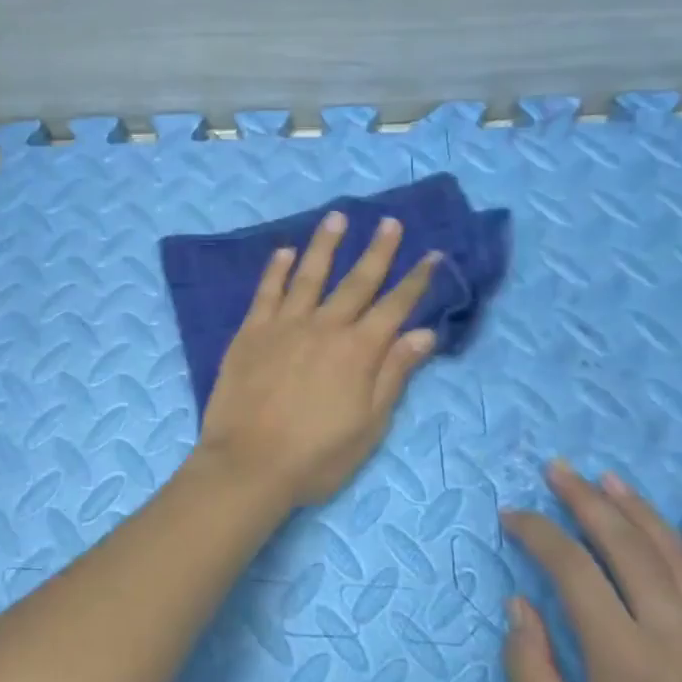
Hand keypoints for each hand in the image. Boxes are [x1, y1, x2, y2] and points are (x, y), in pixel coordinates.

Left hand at [197, 212, 439, 510]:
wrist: (249, 464)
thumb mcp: (369, 425)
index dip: (416, 280)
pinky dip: (275, 269)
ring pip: (309, 275)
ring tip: (337, 217)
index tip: (433, 254)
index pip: (395, 307)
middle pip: (357, 282)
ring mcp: (284, 326)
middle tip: (390, 222)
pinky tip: (283, 251)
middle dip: (378, 251)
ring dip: (325, 245)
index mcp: (359, 352)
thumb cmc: (316, 456)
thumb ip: (394, 375)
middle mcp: (324, 327)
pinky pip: (266, 292)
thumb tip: (424, 333)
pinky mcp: (250, 332)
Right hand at [502, 463, 681, 681]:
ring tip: (609, 480)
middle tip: (556, 470)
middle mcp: (677, 637)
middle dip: (585, 501)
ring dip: (641, 511)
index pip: (572, 569)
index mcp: (624, 659)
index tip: (510, 517)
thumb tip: (517, 605)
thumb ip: (531, 674)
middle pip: (626, 546)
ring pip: (679, 557)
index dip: (536, 533)